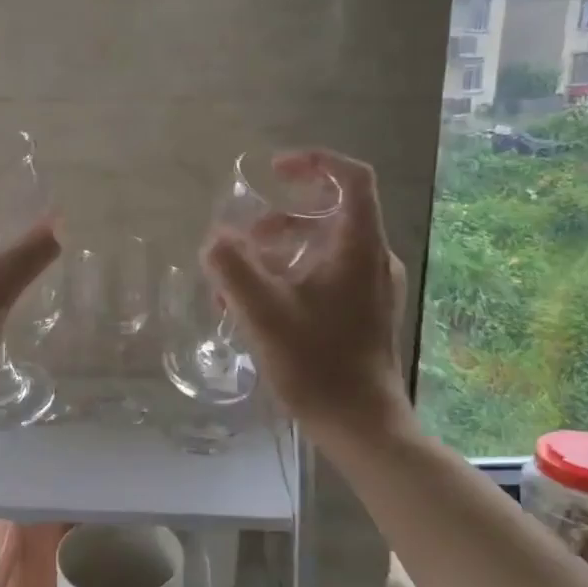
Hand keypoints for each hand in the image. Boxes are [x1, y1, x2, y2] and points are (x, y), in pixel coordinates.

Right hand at [201, 149, 409, 439]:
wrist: (361, 424)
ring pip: (321, 249)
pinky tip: (258, 310)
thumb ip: (232, 268)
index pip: (352, 178)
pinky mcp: (363, 313)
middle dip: (278, 220)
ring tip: (238, 285)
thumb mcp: (263, 312)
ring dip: (278, 254)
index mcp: (359, 247)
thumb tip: (215, 240)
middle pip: (328, 214)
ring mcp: (371, 288)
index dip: (315, 161)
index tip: (274, 169)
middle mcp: (372, 260)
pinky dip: (290, 278)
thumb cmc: (317, 363)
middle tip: (243, 241)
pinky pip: (324, 277)